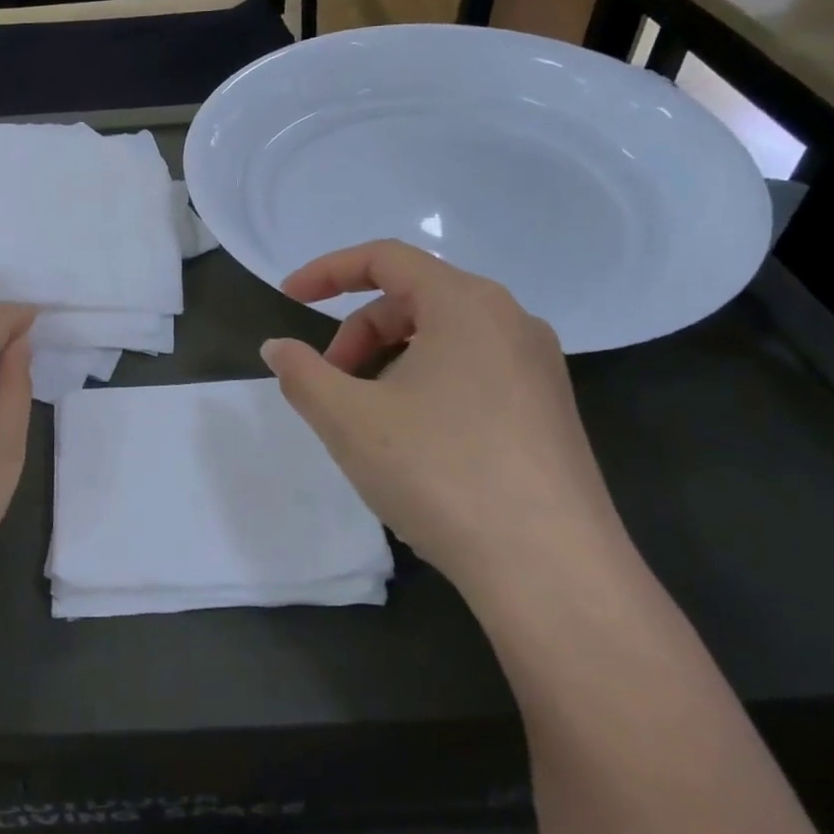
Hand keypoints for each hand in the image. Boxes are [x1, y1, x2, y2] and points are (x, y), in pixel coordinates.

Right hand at [261, 241, 629, 611]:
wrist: (554, 575)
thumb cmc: (442, 474)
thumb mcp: (349, 420)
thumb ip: (302, 373)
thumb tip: (278, 347)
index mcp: (466, 302)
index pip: (385, 258)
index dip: (328, 272)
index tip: (288, 298)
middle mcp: (510, 319)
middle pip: (413, 298)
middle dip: (358, 331)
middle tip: (328, 383)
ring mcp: (538, 366)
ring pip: (443, 336)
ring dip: (390, 360)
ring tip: (369, 417)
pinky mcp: (550, 410)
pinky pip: (473, 369)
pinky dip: (427, 382)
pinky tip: (416, 440)